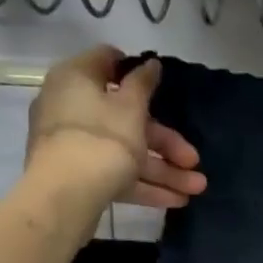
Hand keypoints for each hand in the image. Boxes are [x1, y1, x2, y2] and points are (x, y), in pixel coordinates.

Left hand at [24, 46, 206, 208]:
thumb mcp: (131, 107)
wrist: (65, 196)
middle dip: (167, 143)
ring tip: (197, 188)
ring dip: (164, 170)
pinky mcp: (79, 176)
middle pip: (127, 119)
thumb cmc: (102, 138)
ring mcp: (74, 145)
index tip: (162, 84)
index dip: (136, 70)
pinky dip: (145, 185)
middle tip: (195, 159)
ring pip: (126, 152)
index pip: (107, 61)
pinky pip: (116, 174)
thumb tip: (150, 63)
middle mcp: (71, 108)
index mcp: (77, 79)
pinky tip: (177, 200)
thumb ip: (143, 83)